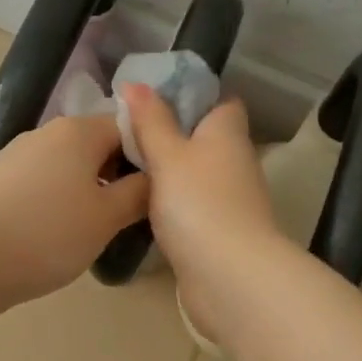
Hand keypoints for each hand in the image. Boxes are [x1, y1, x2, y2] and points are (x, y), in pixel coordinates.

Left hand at [0, 114, 149, 308]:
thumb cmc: (48, 233)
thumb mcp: (107, 218)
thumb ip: (139, 193)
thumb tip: (156, 177)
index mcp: (79, 131)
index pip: (129, 127)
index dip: (149, 156)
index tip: (157, 192)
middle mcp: (46, 132)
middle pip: (97, 145)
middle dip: (117, 175)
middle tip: (131, 215)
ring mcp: (17, 155)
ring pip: (68, 166)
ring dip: (87, 190)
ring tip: (94, 229)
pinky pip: (42, 183)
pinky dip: (58, 201)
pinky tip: (56, 234)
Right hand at [119, 85, 284, 339]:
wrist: (229, 276)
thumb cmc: (199, 203)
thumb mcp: (168, 155)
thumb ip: (151, 121)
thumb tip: (136, 84)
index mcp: (228, 133)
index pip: (220, 102)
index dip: (191, 97)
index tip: (153, 100)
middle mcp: (236, 161)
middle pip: (205, 139)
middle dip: (172, 136)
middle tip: (127, 135)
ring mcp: (231, 199)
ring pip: (197, 174)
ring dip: (170, 172)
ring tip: (125, 167)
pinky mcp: (221, 231)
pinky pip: (193, 206)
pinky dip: (173, 204)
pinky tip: (142, 206)